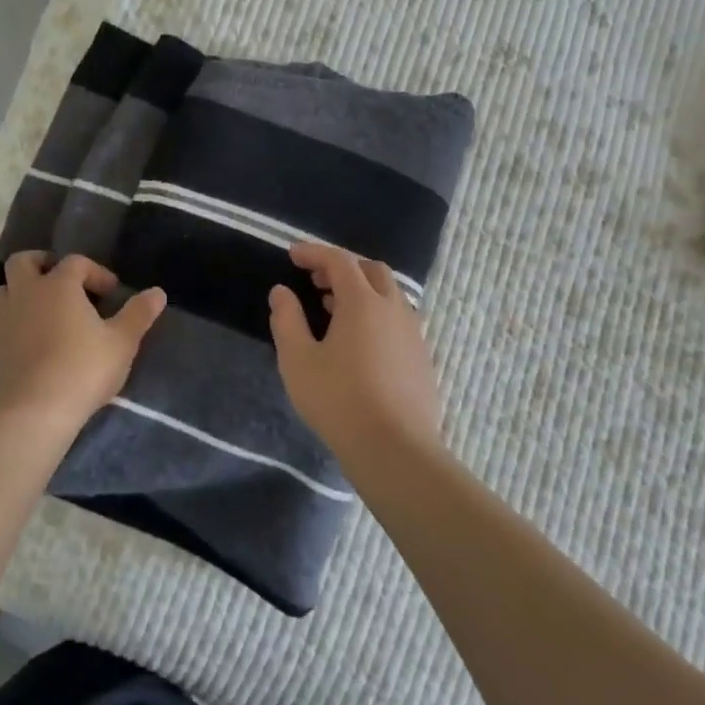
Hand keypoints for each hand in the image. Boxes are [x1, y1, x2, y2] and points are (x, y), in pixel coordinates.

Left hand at [0, 251, 165, 433]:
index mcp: (58, 286)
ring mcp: (1, 324)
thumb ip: (139, 314)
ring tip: (40, 313)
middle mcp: (25, 295)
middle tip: (60, 281)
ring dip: (19, 296)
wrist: (33, 414)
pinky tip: (19, 347)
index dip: (95, 272)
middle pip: (22, 262)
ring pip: (2, 294)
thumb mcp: (122, 342)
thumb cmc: (83, 369)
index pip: (75, 262)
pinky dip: (5, 334)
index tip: (111, 292)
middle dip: (41, 264)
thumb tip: (158, 292)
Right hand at [268, 243, 443, 461]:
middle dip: (343, 268)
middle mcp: (393, 309)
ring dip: (362, 292)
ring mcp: (413, 334)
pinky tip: (360, 343)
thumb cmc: (339, 400)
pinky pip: (399, 321)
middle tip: (316, 282)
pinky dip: (377, 315)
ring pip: (390, 295)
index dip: (314, 253)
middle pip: (372, 270)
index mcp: (363, 302)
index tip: (292, 255)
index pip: (339, 261)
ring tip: (334, 311)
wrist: (396, 451)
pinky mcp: (422, 359)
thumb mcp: (298, 360)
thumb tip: (282, 292)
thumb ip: (287, 319)